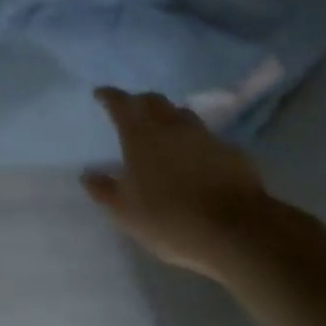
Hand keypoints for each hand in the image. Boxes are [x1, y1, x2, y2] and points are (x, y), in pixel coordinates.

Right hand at [82, 88, 276, 273]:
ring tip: (164, 132)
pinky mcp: (232, 152)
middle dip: (139, 102)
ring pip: (182, 115)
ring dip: (169, 118)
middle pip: (153, 100)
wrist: (238, 231)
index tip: (100, 94)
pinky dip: (196, 142)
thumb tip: (87, 174)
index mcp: (140, 133)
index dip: (108, 95)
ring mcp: (205, 135)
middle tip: (132, 113)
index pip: (120, 102)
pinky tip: (197, 158)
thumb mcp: (126, 212)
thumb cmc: (171, 218)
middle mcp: (171, 125)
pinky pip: (208, 138)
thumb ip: (104, 190)